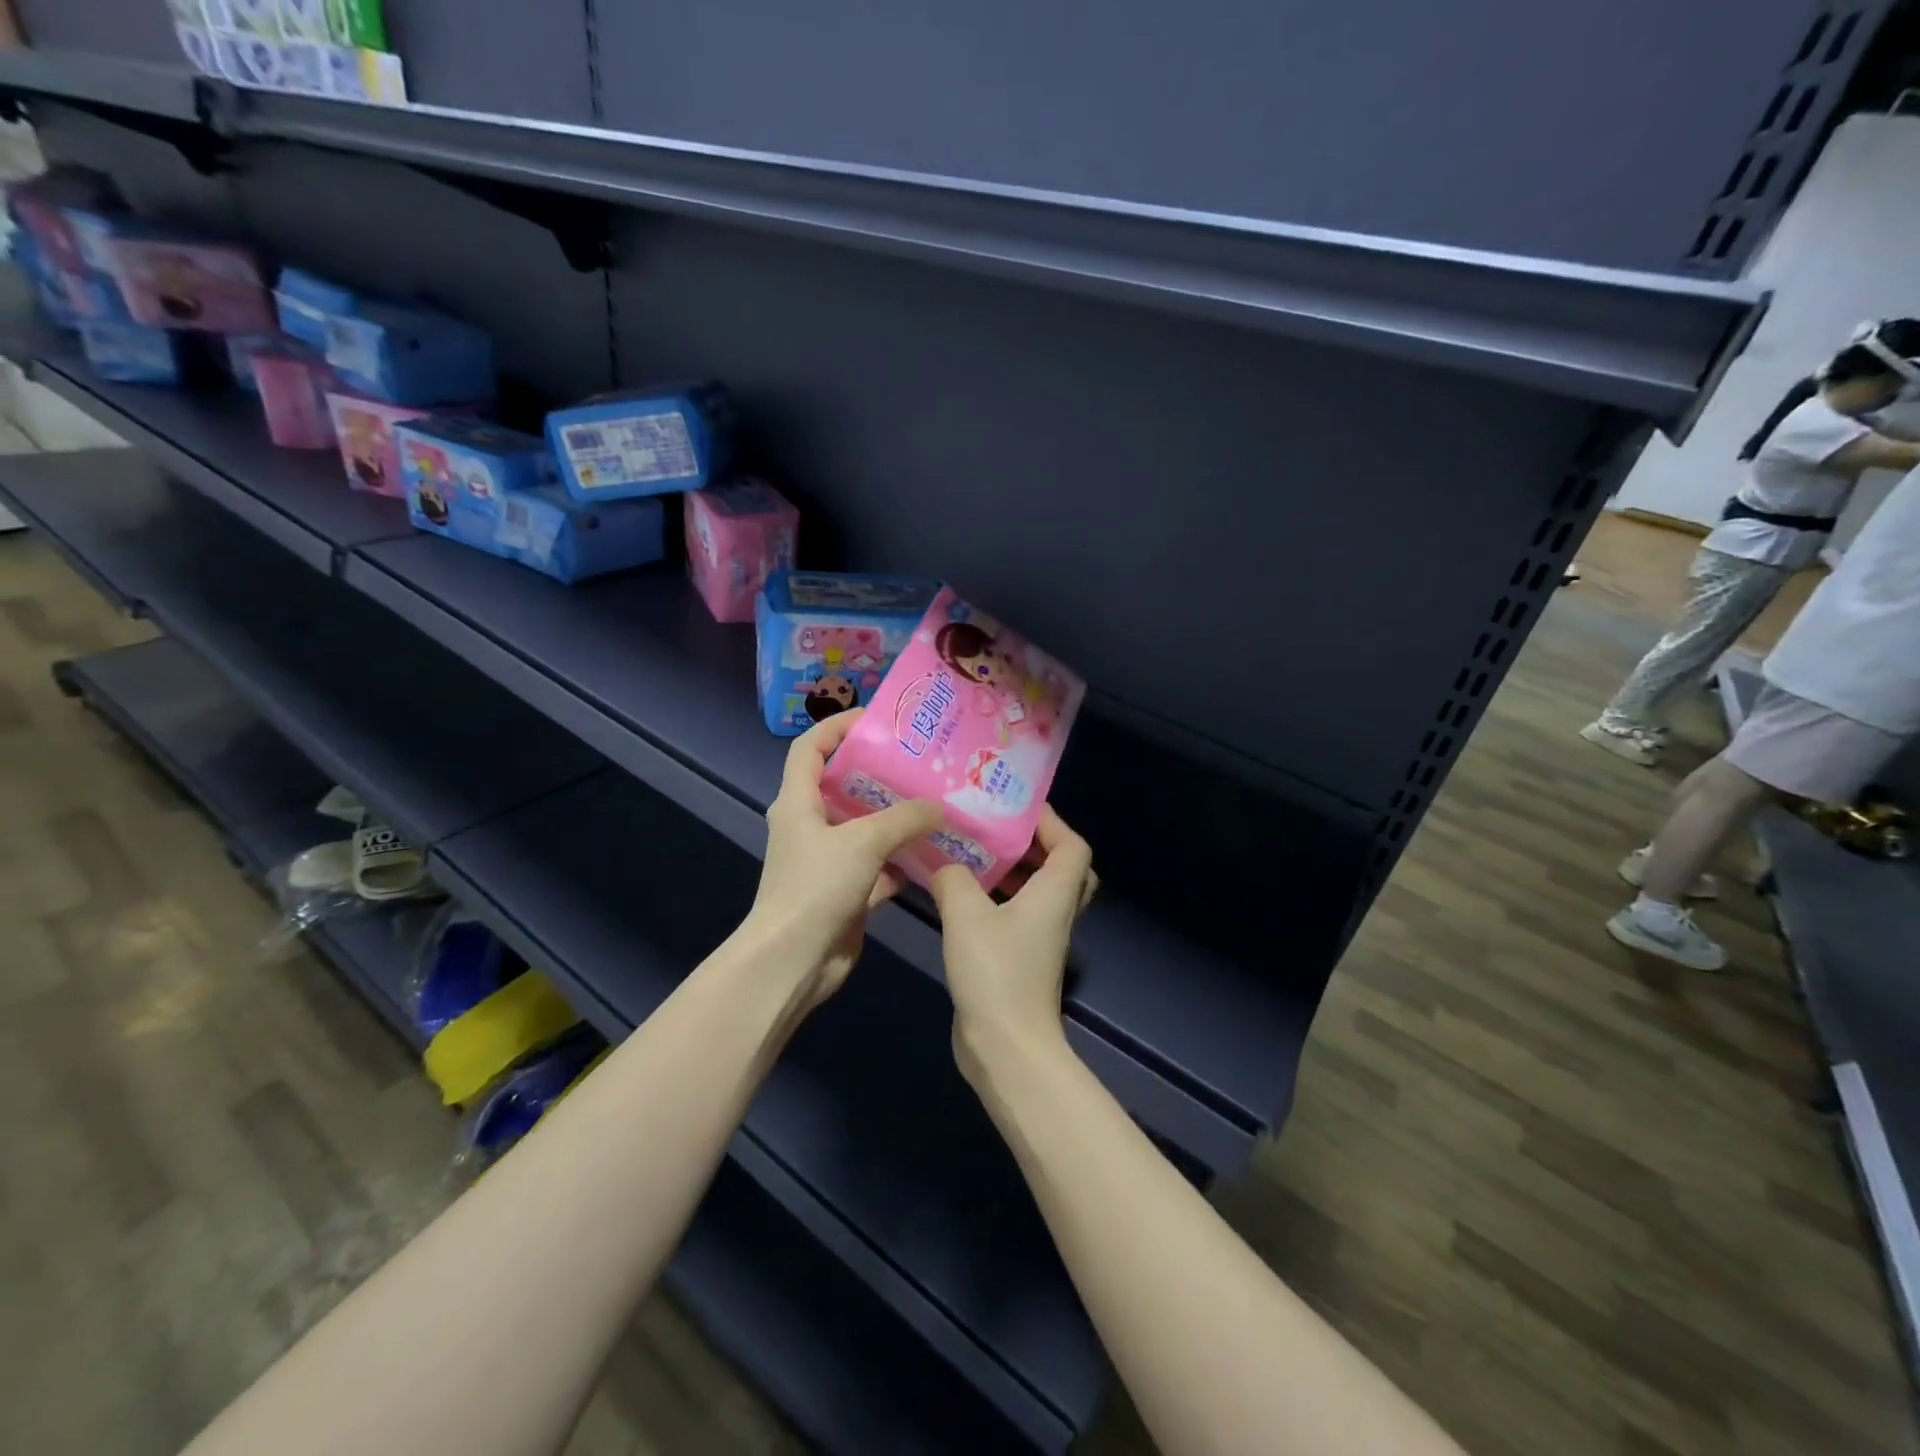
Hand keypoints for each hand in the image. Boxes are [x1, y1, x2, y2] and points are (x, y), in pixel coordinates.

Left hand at [745, 710, 943, 1007]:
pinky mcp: (845, 892)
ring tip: (935, 801)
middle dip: (879, 772)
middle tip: (920, 761)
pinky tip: (935, 854)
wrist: (794, 962)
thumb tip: (940, 807)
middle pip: (843, 785)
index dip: (838, 726)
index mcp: (797, 802)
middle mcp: (809, 826)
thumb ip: (904, 818)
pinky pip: (878, 866)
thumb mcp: (863, 841)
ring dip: (895, 817)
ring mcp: (827, 861)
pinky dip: (902, 860)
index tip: (877, 719)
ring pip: (864, 828)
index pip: (811, 747)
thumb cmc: (816, 888)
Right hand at [931, 808, 1095, 1078]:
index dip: (1052, 822)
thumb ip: (952, 876)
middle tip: (998, 831)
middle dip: (1034, 844)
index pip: (1072, 846)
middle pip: (1063, 868)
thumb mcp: (965, 913)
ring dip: (1014, 871)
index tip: (1016, 807)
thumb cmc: (995, 972)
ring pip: (1039, 892)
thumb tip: (943, 864)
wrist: (1005, 1045)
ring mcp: (1042, 939)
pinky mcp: (1023, 959)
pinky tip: (962, 895)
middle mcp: (1056, 912)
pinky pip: (1019, 914)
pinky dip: (999, 898)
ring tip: (975, 854)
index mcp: (1055, 894)